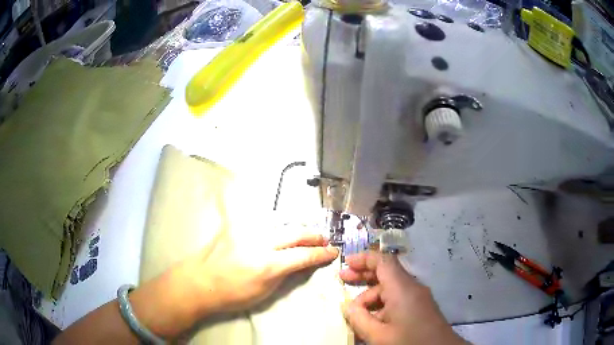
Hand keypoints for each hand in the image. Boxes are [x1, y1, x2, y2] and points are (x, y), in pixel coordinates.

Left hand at [181, 227, 338, 315]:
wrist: (200, 282)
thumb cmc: (232, 295)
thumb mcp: (264, 292)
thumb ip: (285, 274)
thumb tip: (301, 263)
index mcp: (267, 265)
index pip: (302, 256)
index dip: (320, 254)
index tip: (332, 252)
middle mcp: (259, 243)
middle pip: (294, 234)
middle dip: (313, 236)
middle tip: (324, 240)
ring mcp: (245, 231)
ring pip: (280, 225)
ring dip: (297, 230)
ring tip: (306, 236)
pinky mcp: (234, 225)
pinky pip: (259, 220)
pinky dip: (274, 224)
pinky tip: (279, 226)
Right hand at [340, 252, 465, 344]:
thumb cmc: (409, 341)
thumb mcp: (378, 335)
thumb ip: (359, 319)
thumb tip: (348, 306)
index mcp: (402, 288)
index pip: (383, 261)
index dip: (364, 258)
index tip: (346, 263)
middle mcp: (412, 287)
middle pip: (386, 273)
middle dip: (364, 275)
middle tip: (343, 279)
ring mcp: (418, 297)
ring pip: (391, 288)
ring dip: (371, 296)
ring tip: (355, 312)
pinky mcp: (421, 307)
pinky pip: (398, 299)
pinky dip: (382, 304)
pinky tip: (372, 320)